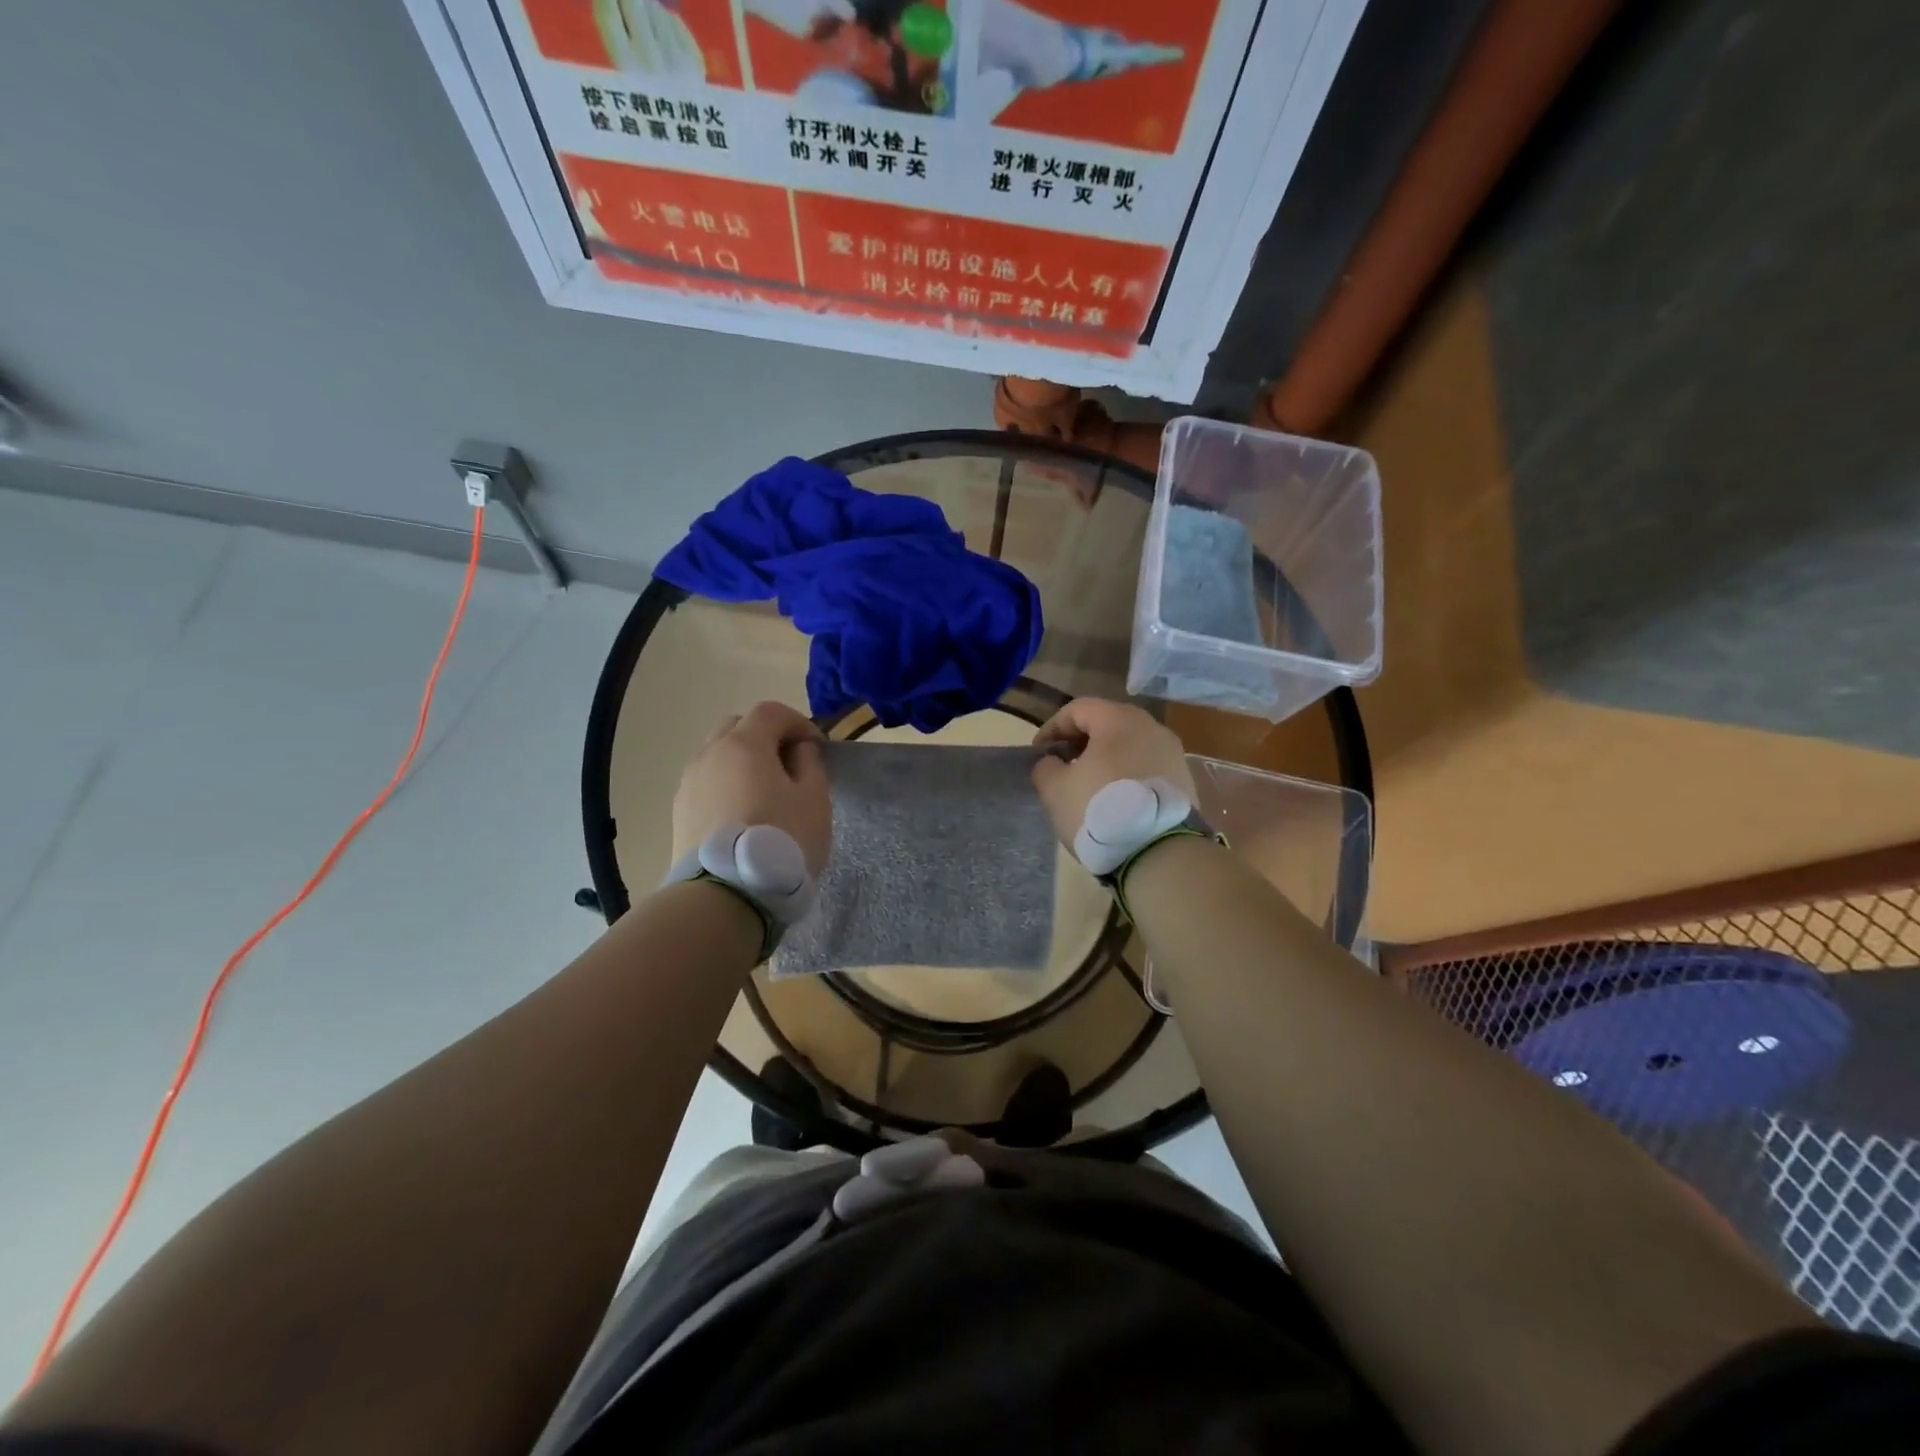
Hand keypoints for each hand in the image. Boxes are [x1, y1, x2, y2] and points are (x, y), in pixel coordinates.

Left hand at [673, 702, 830, 873]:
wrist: (724, 895)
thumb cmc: (780, 840)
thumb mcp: (814, 800)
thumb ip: (810, 764)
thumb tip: (797, 750)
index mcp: (745, 743)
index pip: (772, 712)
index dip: (799, 722)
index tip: (817, 748)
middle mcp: (710, 753)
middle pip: (738, 727)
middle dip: (766, 737)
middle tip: (789, 765)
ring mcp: (689, 783)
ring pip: (718, 755)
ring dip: (742, 762)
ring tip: (764, 793)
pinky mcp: (678, 812)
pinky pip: (706, 783)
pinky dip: (726, 785)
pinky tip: (742, 815)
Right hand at [1030, 698, 1194, 847]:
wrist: (1159, 853)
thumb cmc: (1099, 811)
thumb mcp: (1055, 790)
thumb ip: (1045, 767)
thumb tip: (1052, 762)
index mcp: (1118, 720)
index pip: (1077, 709)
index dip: (1052, 728)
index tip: (1038, 753)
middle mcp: (1151, 727)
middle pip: (1107, 723)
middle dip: (1080, 742)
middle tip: (1062, 766)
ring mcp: (1173, 754)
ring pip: (1130, 745)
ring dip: (1105, 759)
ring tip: (1088, 785)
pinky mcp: (1184, 781)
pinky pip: (1147, 767)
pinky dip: (1127, 775)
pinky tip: (1115, 801)